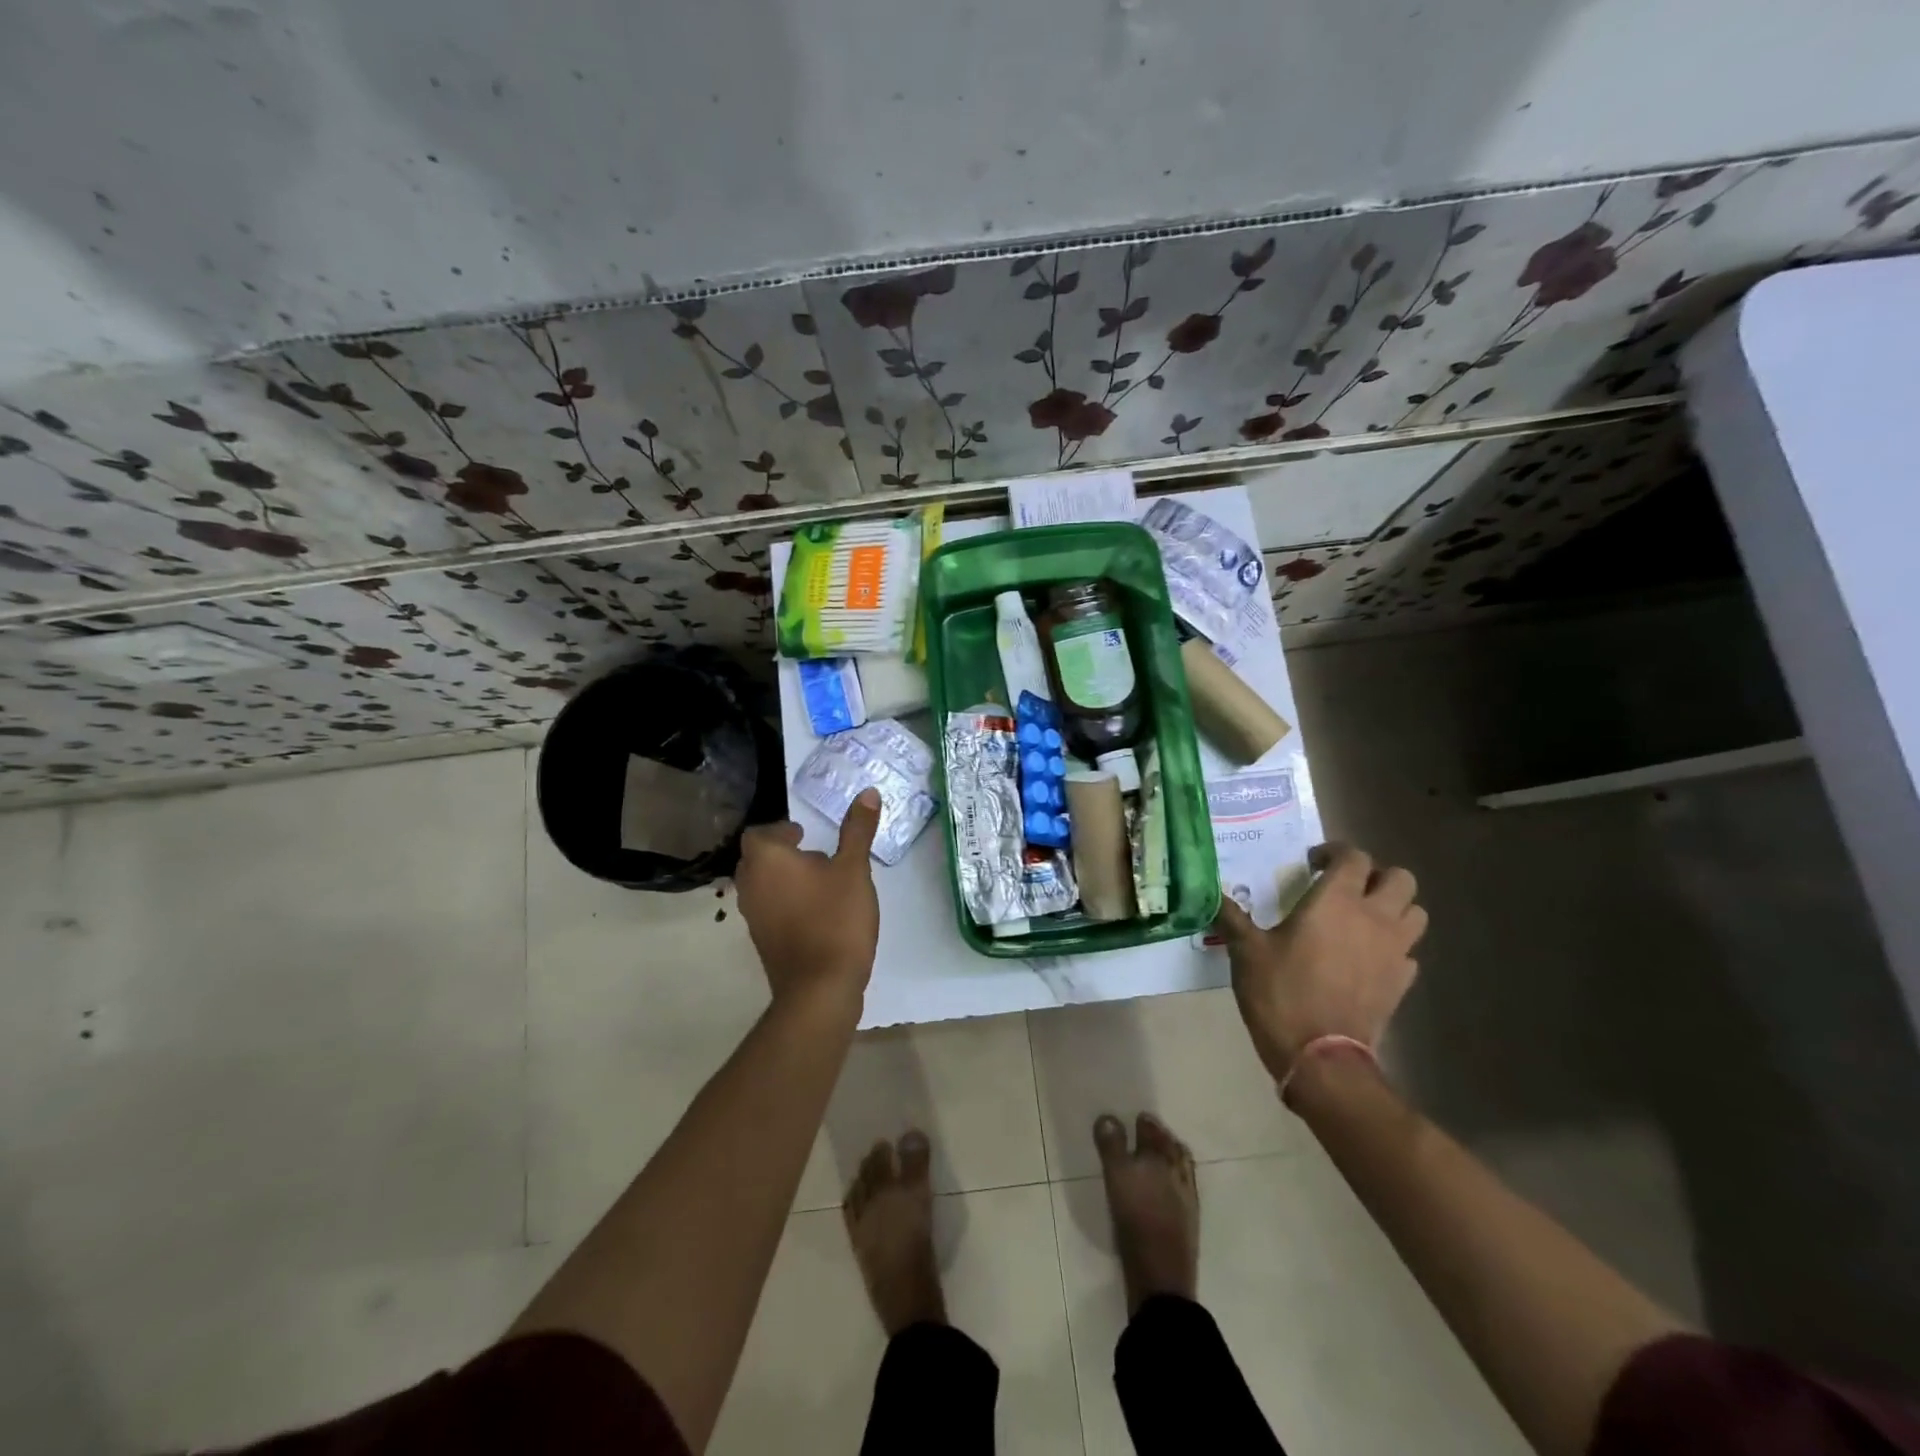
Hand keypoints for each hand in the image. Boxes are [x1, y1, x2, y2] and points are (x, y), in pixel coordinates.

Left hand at [735, 788, 881, 1011]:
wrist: (819, 988)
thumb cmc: (835, 919)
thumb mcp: (854, 869)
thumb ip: (858, 830)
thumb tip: (868, 792)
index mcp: (766, 860)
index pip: (759, 834)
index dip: (780, 831)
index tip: (806, 835)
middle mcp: (750, 884)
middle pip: (757, 858)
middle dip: (782, 853)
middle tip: (815, 854)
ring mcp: (752, 916)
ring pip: (762, 885)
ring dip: (784, 879)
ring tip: (820, 882)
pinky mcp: (762, 941)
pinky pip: (769, 909)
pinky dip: (786, 902)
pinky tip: (817, 911)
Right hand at [1213, 843, 1426, 1085]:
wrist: (1320, 1056)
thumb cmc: (1281, 992)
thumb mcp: (1246, 951)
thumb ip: (1232, 917)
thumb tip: (1211, 895)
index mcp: (1336, 901)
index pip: (1354, 857)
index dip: (1335, 853)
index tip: (1312, 864)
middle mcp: (1374, 918)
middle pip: (1400, 879)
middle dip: (1376, 876)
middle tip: (1345, 889)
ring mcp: (1394, 951)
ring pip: (1415, 913)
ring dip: (1394, 909)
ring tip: (1362, 920)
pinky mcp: (1402, 983)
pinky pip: (1410, 952)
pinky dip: (1394, 947)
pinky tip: (1367, 958)